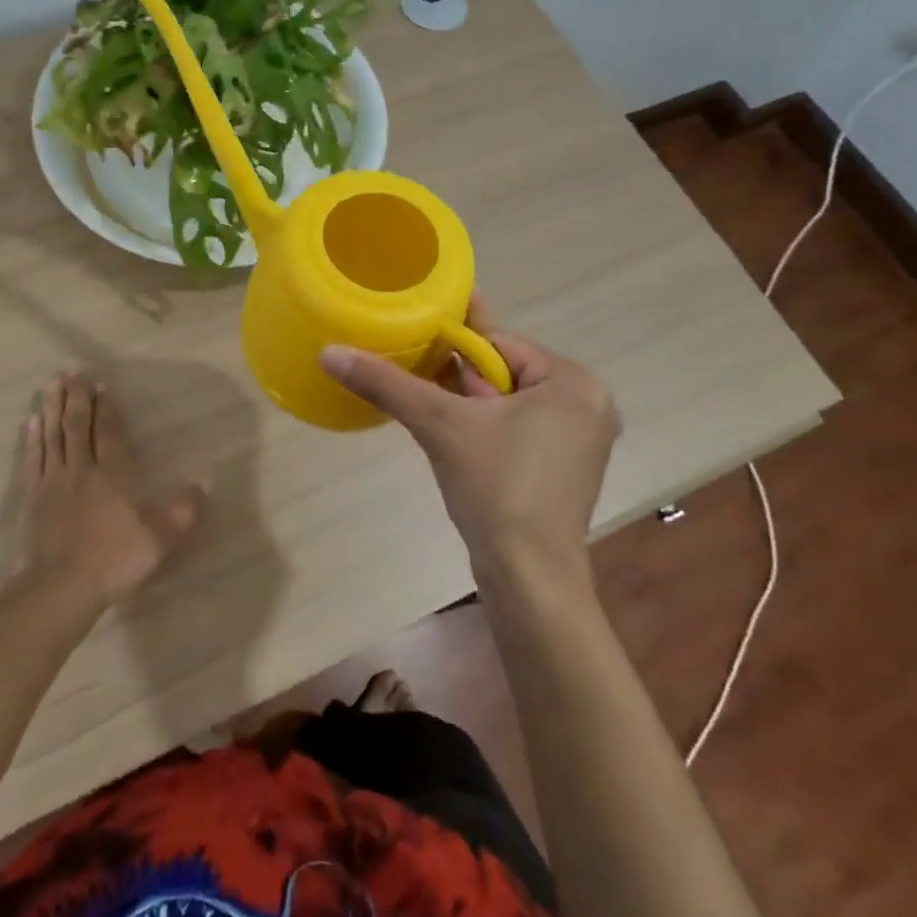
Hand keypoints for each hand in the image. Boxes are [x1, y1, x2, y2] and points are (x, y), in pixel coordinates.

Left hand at [18, 371, 206, 607]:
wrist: (63, 586)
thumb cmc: (117, 558)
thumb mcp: (163, 536)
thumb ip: (185, 507)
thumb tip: (206, 480)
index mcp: (114, 473)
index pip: (108, 432)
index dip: (104, 408)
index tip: (100, 385)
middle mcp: (83, 469)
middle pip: (77, 426)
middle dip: (76, 397)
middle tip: (72, 372)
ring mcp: (54, 482)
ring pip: (54, 436)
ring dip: (52, 409)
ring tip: (50, 385)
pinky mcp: (34, 498)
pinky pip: (34, 460)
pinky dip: (34, 439)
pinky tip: (32, 423)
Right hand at [319, 302, 619, 583]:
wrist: (527, 576)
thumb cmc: (496, 486)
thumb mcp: (439, 424)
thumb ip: (387, 383)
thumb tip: (330, 352)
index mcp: (573, 381)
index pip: (499, 342)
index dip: (451, 343)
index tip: (410, 340)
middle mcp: (587, 404)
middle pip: (502, 372)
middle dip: (457, 377)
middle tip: (410, 375)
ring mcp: (578, 441)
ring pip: (507, 403)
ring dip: (465, 403)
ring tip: (423, 404)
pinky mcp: (564, 471)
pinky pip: (516, 430)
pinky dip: (482, 428)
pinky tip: (449, 435)